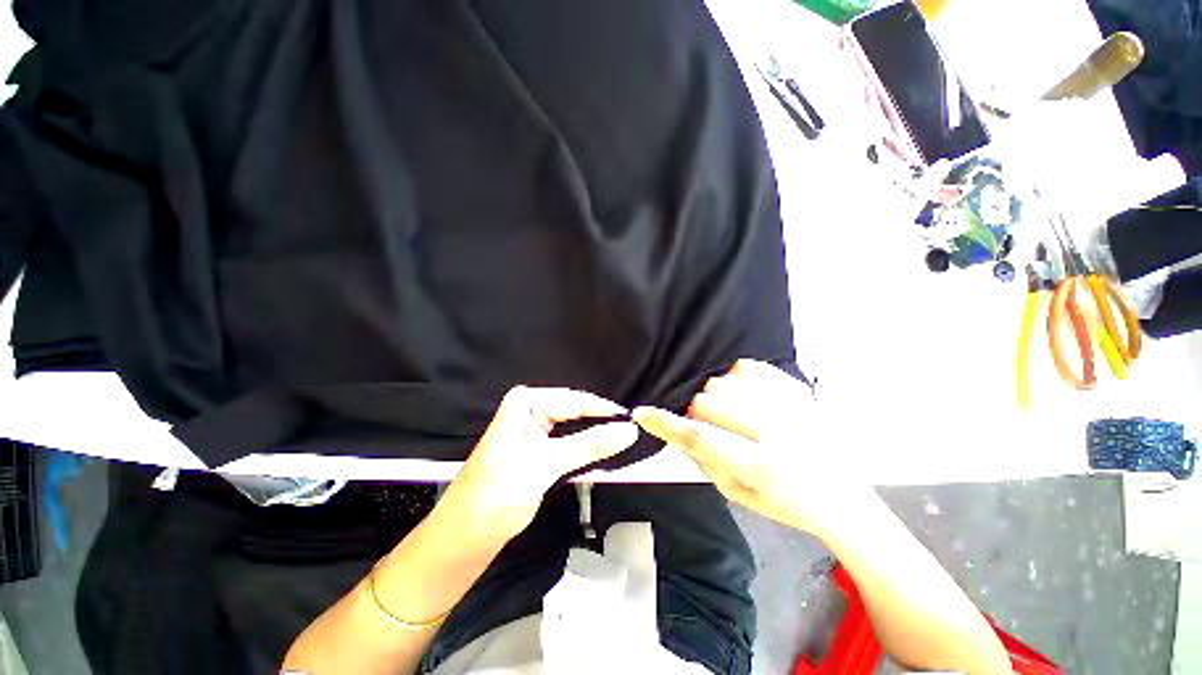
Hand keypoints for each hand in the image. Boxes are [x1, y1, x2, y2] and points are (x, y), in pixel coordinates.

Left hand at [444, 386, 638, 540]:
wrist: (468, 533)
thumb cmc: (499, 492)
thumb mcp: (546, 464)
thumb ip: (590, 445)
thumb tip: (629, 430)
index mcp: (526, 402)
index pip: (575, 401)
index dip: (605, 410)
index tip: (635, 421)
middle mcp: (531, 409)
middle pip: (576, 411)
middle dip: (602, 423)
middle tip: (633, 433)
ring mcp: (536, 428)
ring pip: (576, 427)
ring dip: (597, 436)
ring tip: (625, 441)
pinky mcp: (540, 447)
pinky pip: (571, 442)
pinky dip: (587, 448)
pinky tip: (605, 452)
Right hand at [634, 359, 873, 536]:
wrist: (842, 494)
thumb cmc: (785, 503)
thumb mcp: (738, 495)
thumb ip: (704, 460)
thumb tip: (677, 430)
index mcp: (761, 466)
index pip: (700, 437)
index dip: (665, 424)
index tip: (642, 413)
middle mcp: (776, 430)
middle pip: (707, 400)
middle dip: (699, 414)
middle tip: (713, 429)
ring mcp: (789, 403)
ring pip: (721, 381)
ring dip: (717, 398)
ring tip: (734, 415)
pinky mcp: (795, 388)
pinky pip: (745, 366)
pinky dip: (735, 380)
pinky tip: (747, 397)